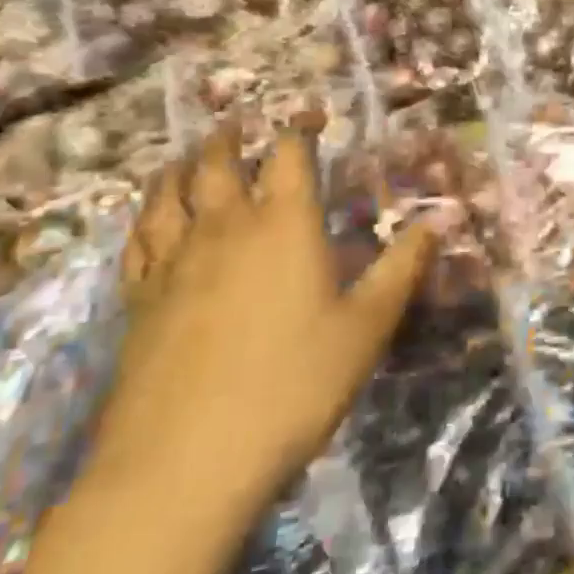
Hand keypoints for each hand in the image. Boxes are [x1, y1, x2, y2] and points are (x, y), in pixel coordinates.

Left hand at [93, 124, 437, 521]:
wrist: (187, 460)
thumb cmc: (294, 385)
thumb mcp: (367, 327)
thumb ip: (402, 268)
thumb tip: (436, 222)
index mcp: (284, 225)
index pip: (288, 154)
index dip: (299, 126)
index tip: (310, 113)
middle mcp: (224, 228)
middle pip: (217, 164)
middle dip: (231, 137)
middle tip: (240, 123)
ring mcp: (172, 263)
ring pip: (167, 196)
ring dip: (180, 167)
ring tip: (187, 157)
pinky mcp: (137, 302)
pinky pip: (137, 242)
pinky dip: (146, 218)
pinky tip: (149, 222)